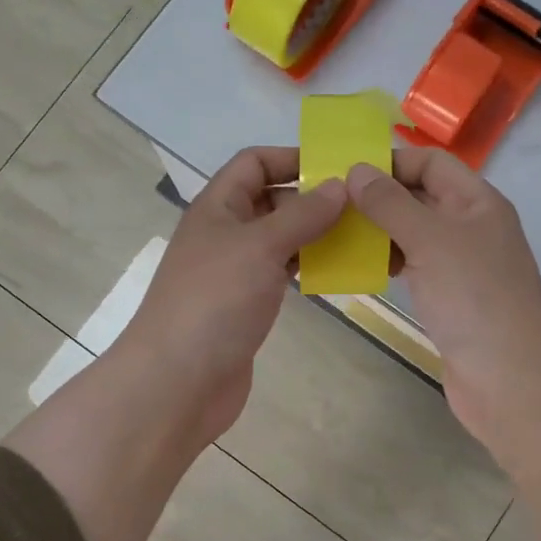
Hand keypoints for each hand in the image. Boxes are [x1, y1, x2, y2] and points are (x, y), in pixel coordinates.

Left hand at [119, 146, 347, 446]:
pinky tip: (337, 273)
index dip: (292, 158)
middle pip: (271, 200)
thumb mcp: (259, 247)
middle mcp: (225, 232)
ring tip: (361, 238)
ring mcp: (234, 271)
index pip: (254, 163)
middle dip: (313, 199)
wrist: (177, 382)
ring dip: (315, 235)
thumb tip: (339, 185)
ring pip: (280, 239)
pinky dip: (307, 268)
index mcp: (217, 207)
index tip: (338, 168)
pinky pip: (281, 273)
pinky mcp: (245, 305)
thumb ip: (301, 215)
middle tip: (363, 206)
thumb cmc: (214, 302)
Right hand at [346, 149, 540, 452]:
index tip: (346, 174)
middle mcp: (471, 226)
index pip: (431, 163)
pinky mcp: (450, 297)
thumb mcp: (430, 241)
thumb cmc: (473, 299)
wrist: (509, 379)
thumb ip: (390, 203)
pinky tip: (361, 269)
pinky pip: (414, 266)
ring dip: (379, 232)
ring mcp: (462, 264)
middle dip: (378, 198)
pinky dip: (389, 262)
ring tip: (337, 236)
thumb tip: (356, 170)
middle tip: (331, 206)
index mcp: (478, 202)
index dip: (391, 162)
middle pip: (421, 196)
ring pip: (414, 233)